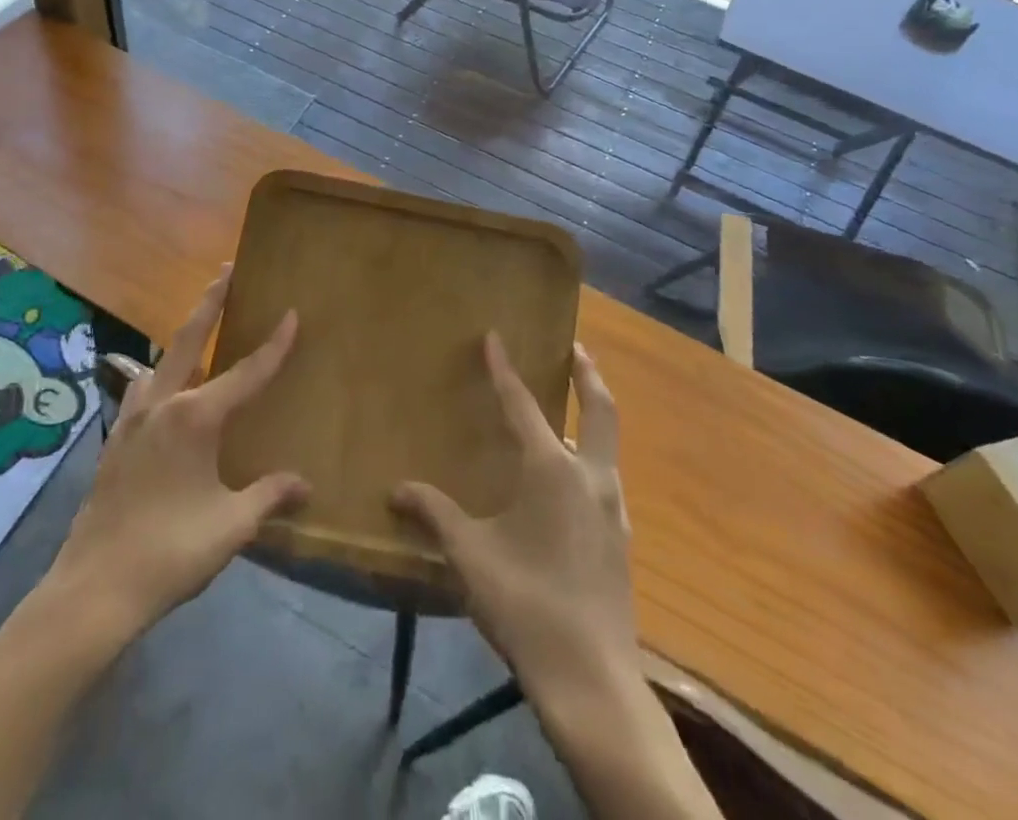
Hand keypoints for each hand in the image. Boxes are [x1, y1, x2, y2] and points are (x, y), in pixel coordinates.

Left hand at [42, 269, 307, 643]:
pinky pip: (142, 390)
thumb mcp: (231, 526)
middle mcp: (162, 404)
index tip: (292, 313)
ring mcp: (132, 419)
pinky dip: (160, 375)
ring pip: (162, 362)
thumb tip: (306, 485)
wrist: (93, 589)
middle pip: (190, 339)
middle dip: (211, 302)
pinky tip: (163, 390)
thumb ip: (270, 496)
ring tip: (200, 327)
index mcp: (196, 417)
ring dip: (183, 338)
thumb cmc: (169, 552)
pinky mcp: (115, 439)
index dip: (274, 344)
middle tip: (227, 270)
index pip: (247, 372)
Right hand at [392, 335, 636, 706]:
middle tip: (574, 348)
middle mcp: (591, 477)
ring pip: (608, 445)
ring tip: (569, 408)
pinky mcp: (620, 539)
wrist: (592, 681)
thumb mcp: (470, 555)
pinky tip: (570, 478)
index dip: (504, 369)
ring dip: (593, 415)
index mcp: (553, 470)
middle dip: (587, 374)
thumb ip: (434, 515)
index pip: (523, 405)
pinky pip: (606, 478)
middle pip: (600, 409)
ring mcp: (613, 509)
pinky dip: (592, 456)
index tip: (495, 337)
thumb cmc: (526, 603)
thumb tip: (396, 489)